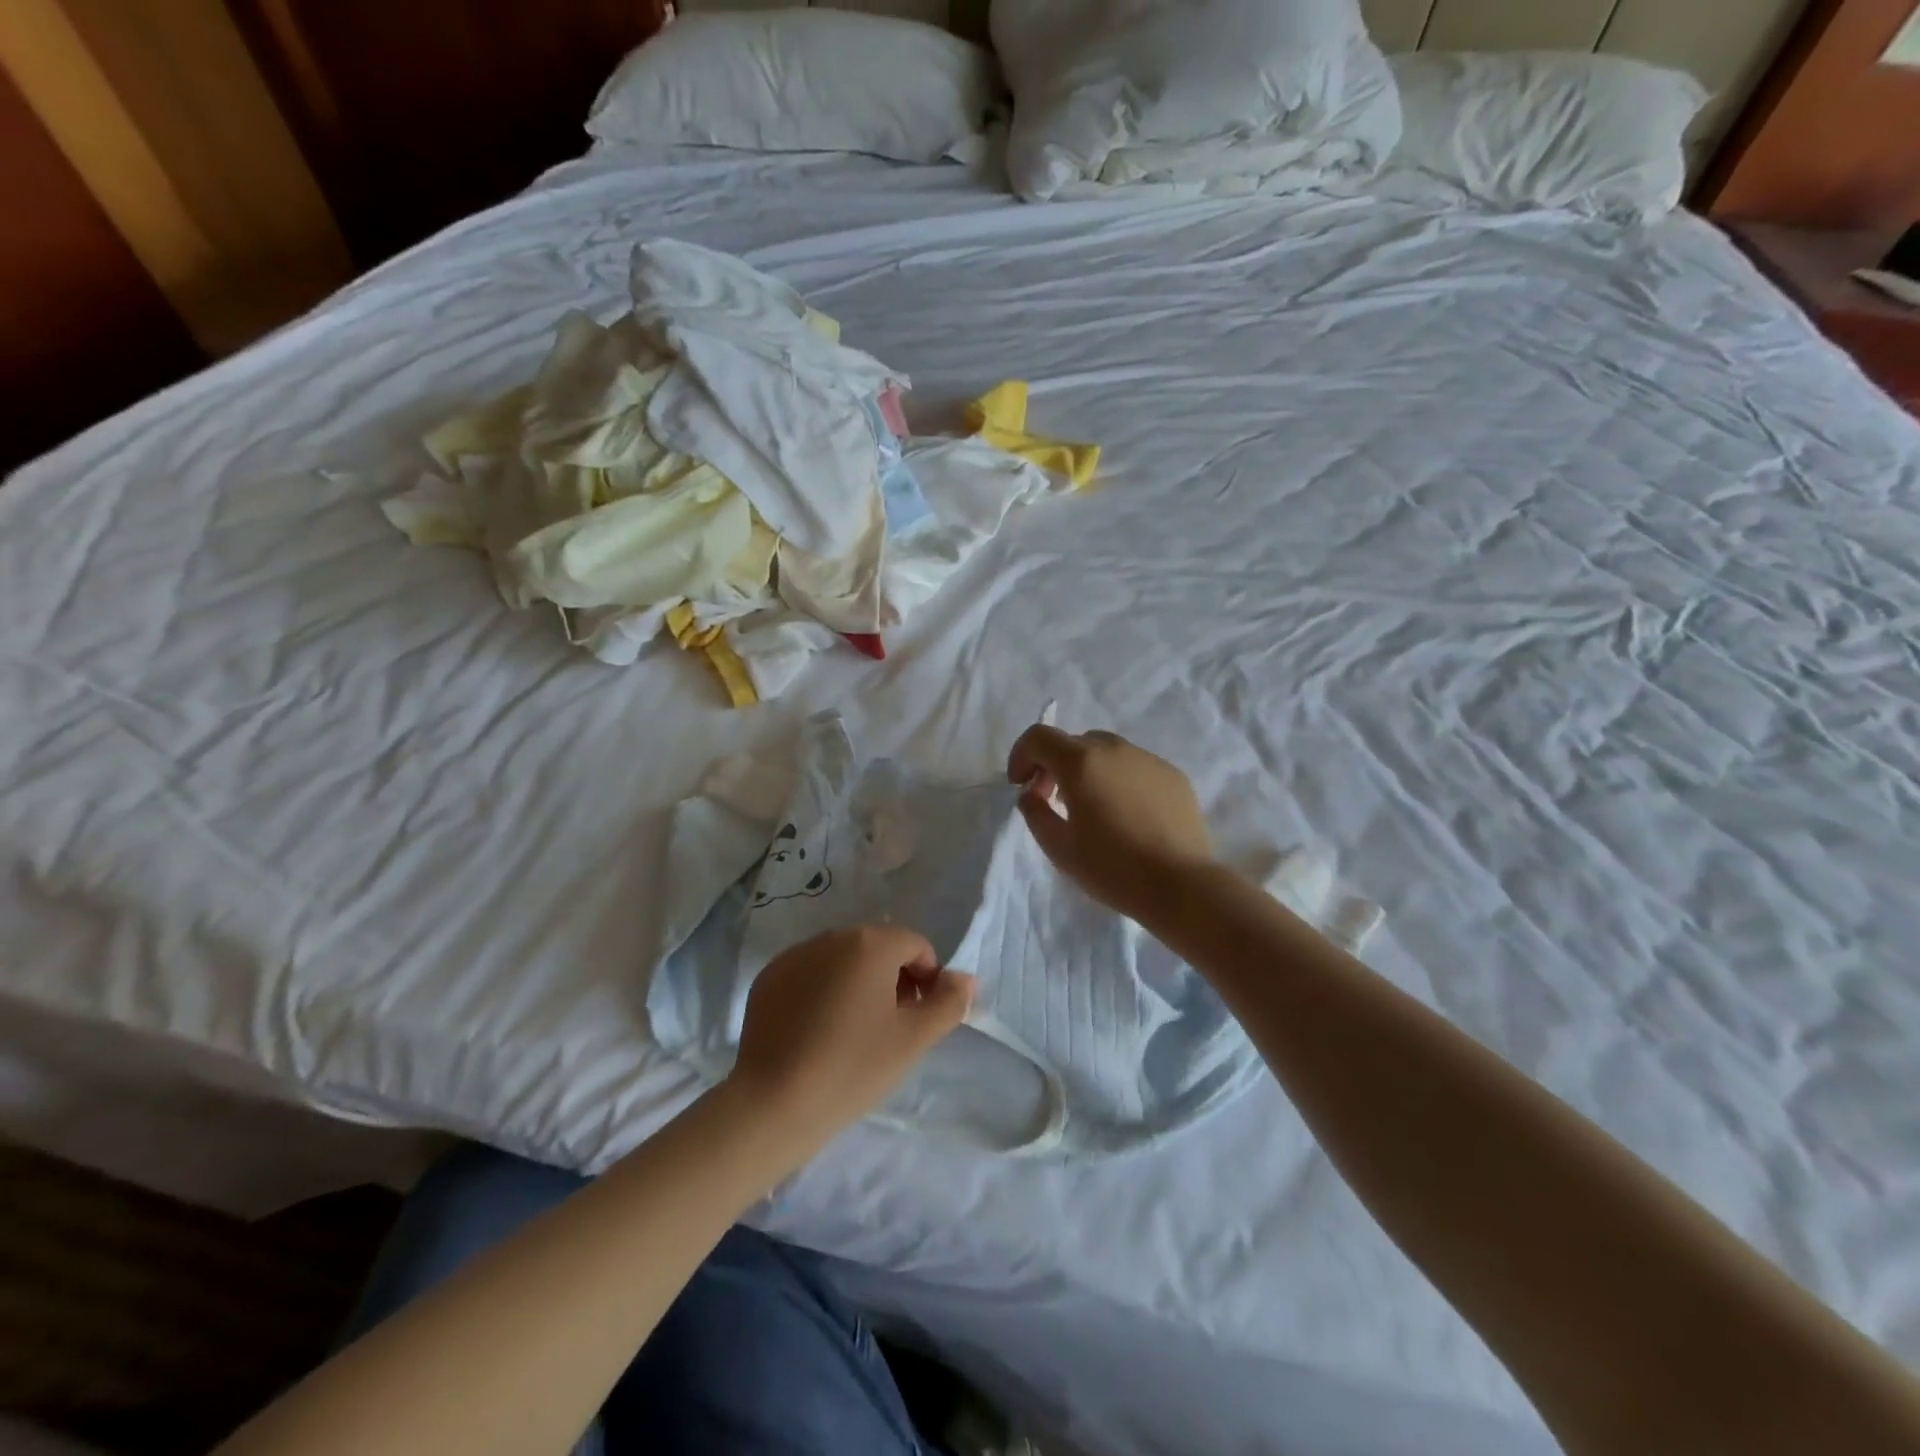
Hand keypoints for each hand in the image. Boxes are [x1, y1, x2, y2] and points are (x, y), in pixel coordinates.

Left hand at [730, 925, 973, 1149]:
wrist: (772, 1104)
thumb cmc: (852, 1067)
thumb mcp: (912, 1040)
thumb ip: (948, 1003)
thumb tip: (964, 978)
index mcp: (870, 943)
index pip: (916, 945)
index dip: (927, 979)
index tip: (918, 1019)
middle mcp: (831, 936)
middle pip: (878, 947)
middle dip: (893, 979)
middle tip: (889, 1028)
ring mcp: (795, 955)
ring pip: (842, 960)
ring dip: (858, 983)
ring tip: (853, 1033)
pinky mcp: (768, 978)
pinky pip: (810, 974)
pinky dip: (823, 991)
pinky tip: (818, 1033)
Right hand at [1007, 725, 1214, 923]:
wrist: (1181, 885)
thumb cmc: (1112, 868)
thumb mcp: (1058, 847)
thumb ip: (1034, 811)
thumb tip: (1032, 793)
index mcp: (1080, 762)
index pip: (1039, 737)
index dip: (1021, 755)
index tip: (1020, 784)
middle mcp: (1115, 749)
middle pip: (1073, 743)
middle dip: (1054, 764)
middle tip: (1051, 799)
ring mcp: (1148, 759)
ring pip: (1106, 753)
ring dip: (1088, 771)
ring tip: (1092, 808)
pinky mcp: (1173, 776)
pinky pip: (1135, 768)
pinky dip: (1119, 781)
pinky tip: (1126, 816)